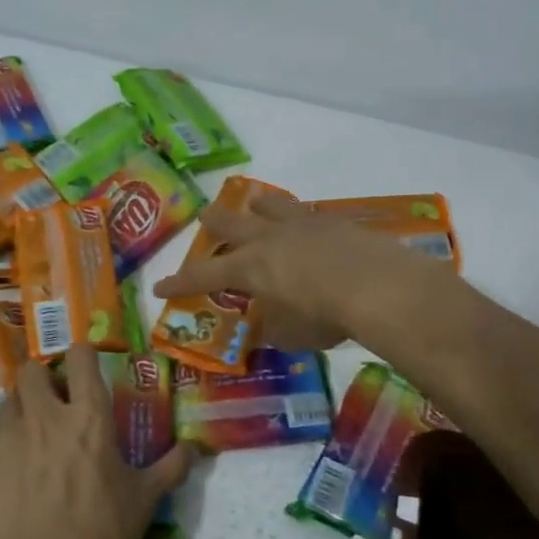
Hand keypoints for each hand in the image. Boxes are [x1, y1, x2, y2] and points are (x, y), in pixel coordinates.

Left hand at [0, 344, 191, 538]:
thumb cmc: (103, 532)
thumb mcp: (146, 499)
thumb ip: (171, 466)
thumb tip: (194, 448)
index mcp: (88, 416)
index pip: (80, 357)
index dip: (82, 355)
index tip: (84, 367)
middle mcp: (44, 417)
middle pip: (31, 370)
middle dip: (41, 379)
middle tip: (53, 403)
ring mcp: (7, 441)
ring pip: (5, 404)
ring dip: (18, 413)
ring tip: (30, 438)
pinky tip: (9, 481)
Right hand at [151, 193, 435, 349]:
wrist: (379, 285)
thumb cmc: (326, 316)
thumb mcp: (293, 334)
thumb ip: (274, 329)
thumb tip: (268, 329)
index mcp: (249, 268)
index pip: (203, 276)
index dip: (179, 283)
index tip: (159, 288)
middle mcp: (267, 239)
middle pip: (227, 222)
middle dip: (212, 223)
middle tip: (206, 222)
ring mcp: (300, 224)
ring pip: (267, 204)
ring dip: (255, 207)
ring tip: (255, 207)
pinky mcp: (331, 220)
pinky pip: (304, 212)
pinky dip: (296, 218)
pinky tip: (306, 226)